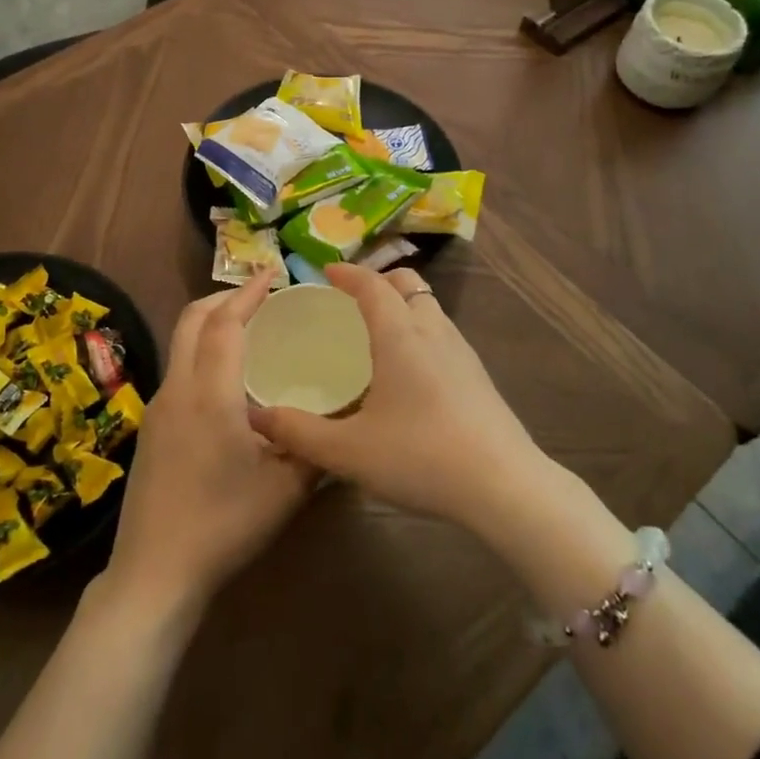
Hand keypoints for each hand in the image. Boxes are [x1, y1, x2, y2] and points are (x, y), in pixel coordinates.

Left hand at [105, 277, 317, 616]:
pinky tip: (227, 379)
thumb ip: (315, 447)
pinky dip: (202, 351)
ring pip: (181, 343)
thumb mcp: (285, 489)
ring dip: (210, 323)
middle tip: (261, 296)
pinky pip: (178, 369)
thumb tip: (341, 420)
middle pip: (192, 320)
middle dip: (225, 297)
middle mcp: (178, 388)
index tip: (273, 274)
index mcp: (210, 394)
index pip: (225, 323)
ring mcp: (158, 407)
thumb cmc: (225, 525)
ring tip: (248, 330)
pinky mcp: (151, 427)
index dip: (248, 293)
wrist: (154, 572)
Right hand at [245, 266, 551, 531]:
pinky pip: (443, 333)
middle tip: (352, 300)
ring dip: (403, 305)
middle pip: (408, 284)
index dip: (348, 273)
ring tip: (378, 333)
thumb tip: (255, 417)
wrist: (504, 486)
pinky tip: (410, 373)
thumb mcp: (348, 451)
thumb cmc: (420, 457)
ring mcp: (462, 352)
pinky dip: (420, 331)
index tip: (326, 272)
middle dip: (379, 282)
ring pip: (430, 307)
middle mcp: (433, 331)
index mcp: (400, 335)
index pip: (372, 285)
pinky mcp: (478, 376)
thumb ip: (298, 432)